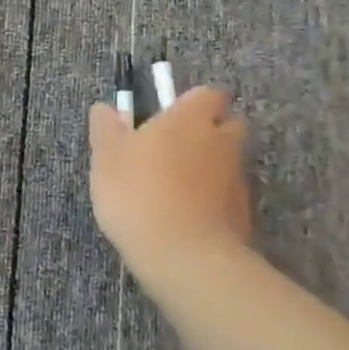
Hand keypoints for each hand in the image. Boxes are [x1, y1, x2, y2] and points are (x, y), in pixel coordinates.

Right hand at [88, 87, 252, 263]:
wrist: (184, 255)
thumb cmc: (138, 193)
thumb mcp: (106, 158)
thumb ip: (106, 128)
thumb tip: (105, 108)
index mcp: (190, 118)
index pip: (208, 94)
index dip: (191, 102)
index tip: (169, 117)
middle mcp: (222, 141)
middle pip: (228, 125)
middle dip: (209, 132)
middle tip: (175, 149)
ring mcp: (237, 179)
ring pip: (227, 162)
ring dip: (209, 168)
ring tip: (175, 190)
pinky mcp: (243, 214)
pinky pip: (228, 196)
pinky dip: (212, 201)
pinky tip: (186, 217)